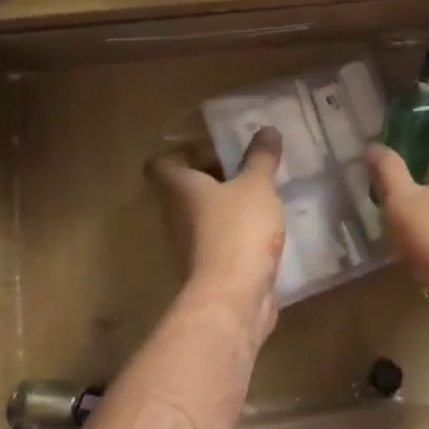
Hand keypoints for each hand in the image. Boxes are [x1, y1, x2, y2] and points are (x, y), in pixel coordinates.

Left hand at [148, 129, 284, 333]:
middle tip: (245, 168)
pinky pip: (218, 243)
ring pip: (201, 218)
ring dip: (225, 208)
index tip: (213, 148)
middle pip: (183, 190)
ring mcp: (188, 247)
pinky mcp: (207, 271)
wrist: (232, 298)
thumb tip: (267, 129)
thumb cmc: (238, 230)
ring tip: (259, 198)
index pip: (161, 163)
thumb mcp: (257, 186)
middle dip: (212, 178)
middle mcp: (175, 216)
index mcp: (179, 189)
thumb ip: (261, 158)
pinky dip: (235, 235)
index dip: (182, 152)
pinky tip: (263, 231)